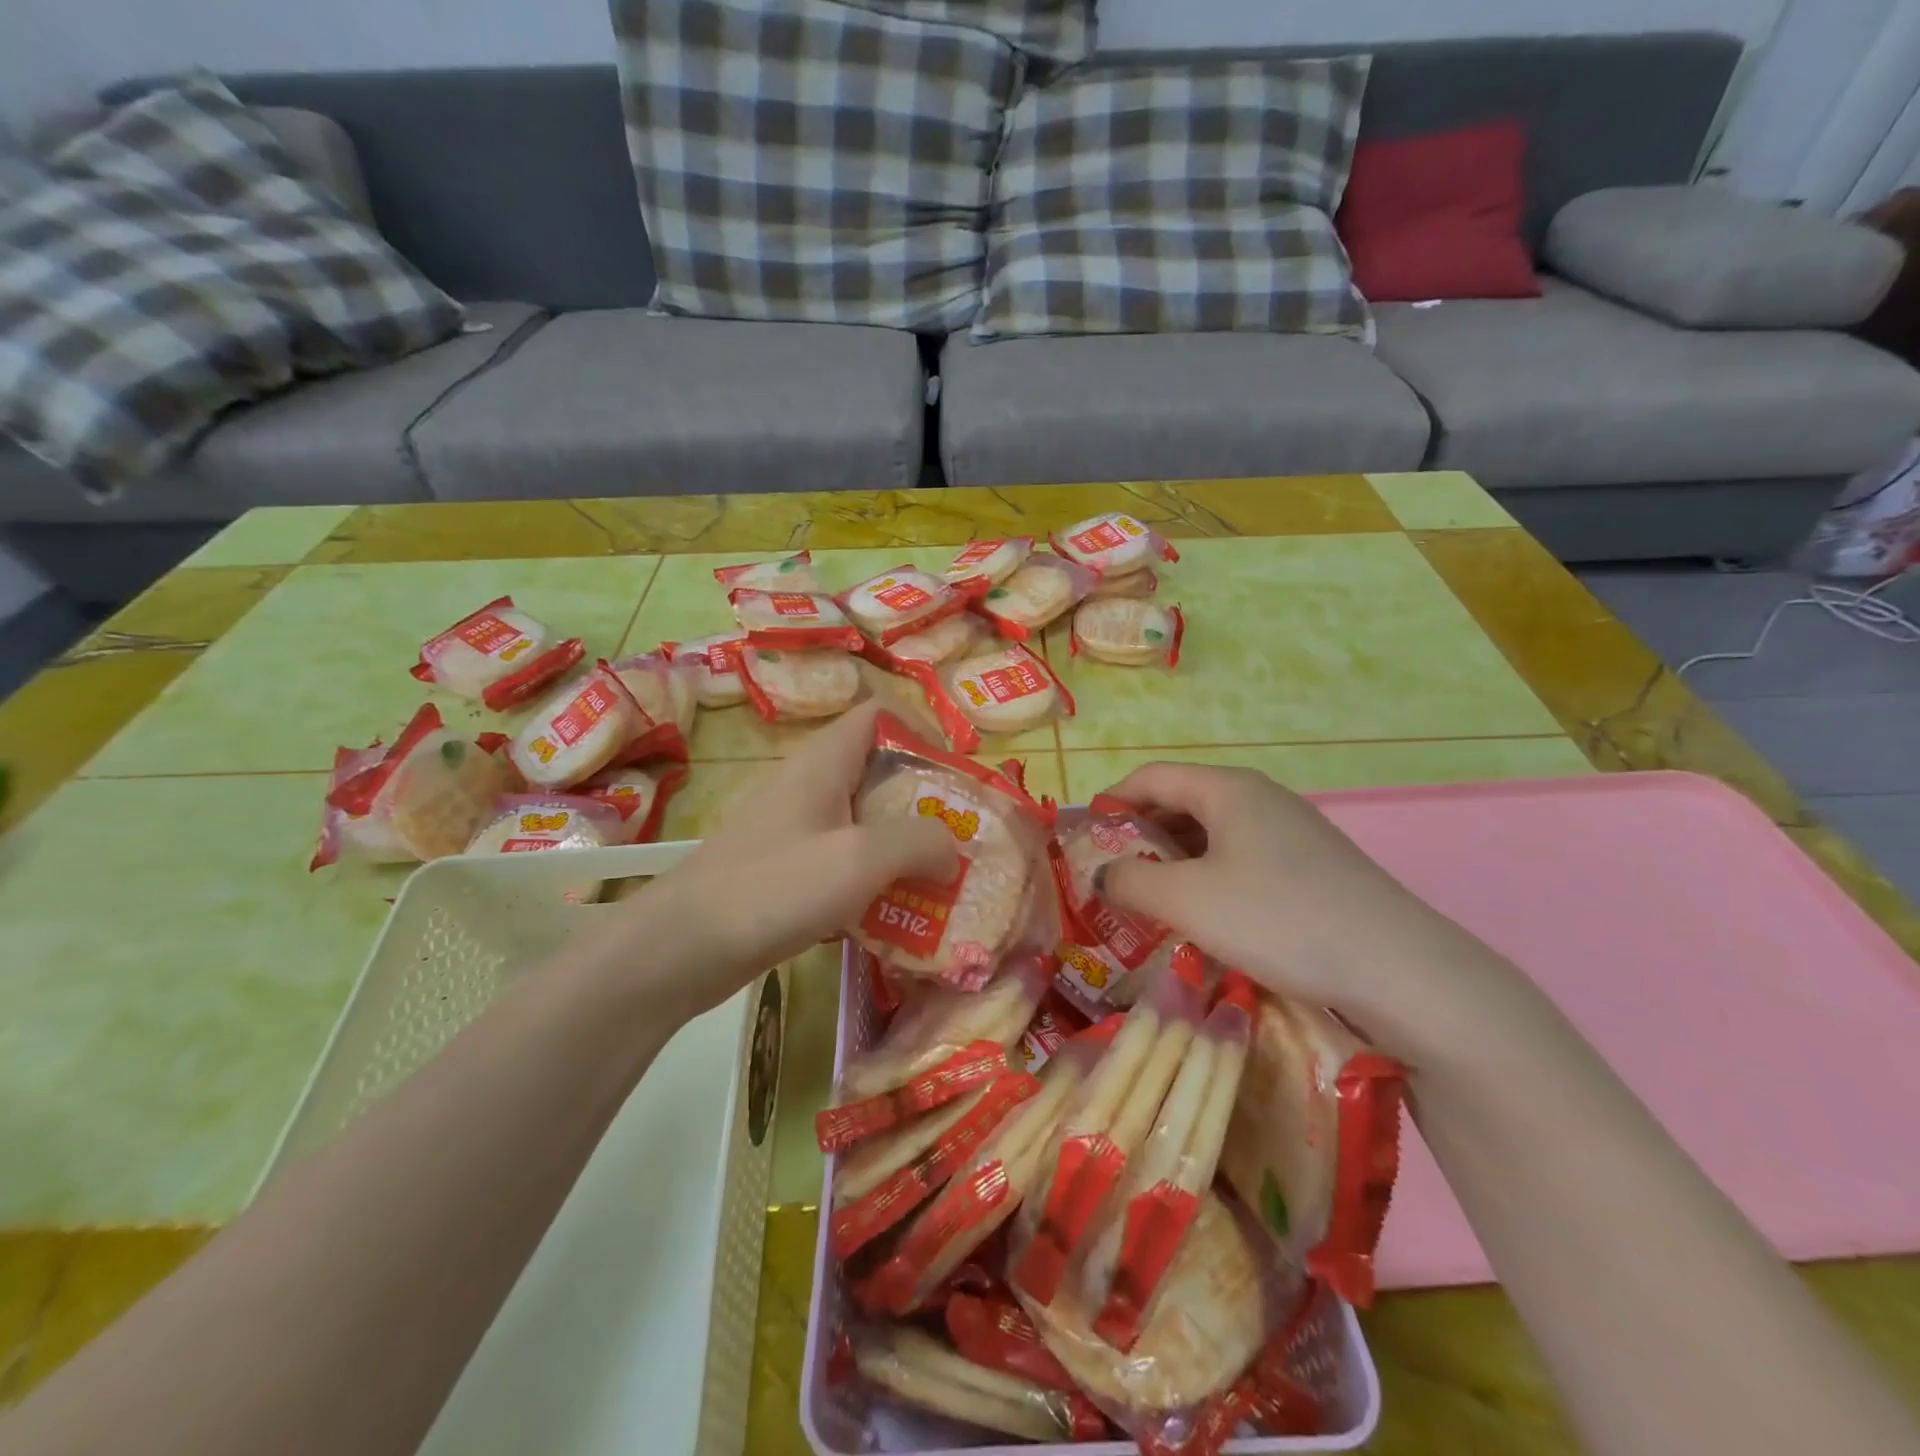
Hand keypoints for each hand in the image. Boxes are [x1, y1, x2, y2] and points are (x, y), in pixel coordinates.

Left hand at [606, 703, 958, 1020]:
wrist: (682, 947)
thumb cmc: (774, 887)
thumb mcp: (859, 858)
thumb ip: (918, 842)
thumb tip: (952, 849)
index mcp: (824, 762)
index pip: (879, 714)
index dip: (922, 730)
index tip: (956, 773)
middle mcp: (810, 785)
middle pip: (879, 770)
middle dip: (924, 799)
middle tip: (960, 836)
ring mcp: (795, 828)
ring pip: (863, 819)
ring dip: (903, 844)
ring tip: (939, 877)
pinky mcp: (786, 869)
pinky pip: (843, 859)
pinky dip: (874, 876)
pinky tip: (893, 911)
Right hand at [1099, 763, 1511, 1054]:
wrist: (1399, 969)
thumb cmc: (1278, 919)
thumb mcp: (1186, 900)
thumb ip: (1130, 880)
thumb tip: (1103, 875)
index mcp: (1227, 788)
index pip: (1150, 777)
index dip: (1111, 803)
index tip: (1085, 842)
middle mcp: (1261, 797)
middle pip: (1181, 802)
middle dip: (1141, 836)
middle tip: (1113, 878)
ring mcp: (1292, 831)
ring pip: (1213, 834)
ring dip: (1176, 861)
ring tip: (1153, 902)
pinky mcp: (1313, 866)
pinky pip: (1243, 858)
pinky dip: (1211, 878)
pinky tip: (1209, 919)